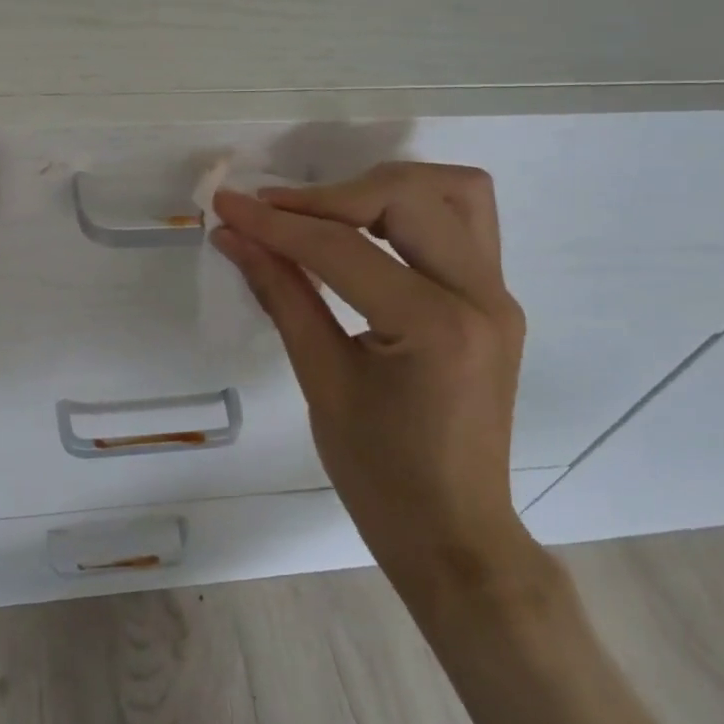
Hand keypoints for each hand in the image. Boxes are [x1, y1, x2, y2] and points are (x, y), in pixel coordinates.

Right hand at [211, 163, 536, 593]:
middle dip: (331, 195)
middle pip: (406, 196)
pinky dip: (412, 208)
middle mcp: (481, 296)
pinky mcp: (496, 300)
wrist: (455, 536)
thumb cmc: (380, 477)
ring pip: (454, 191)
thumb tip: (233, 236)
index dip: (275, 223)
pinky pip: (463, 221)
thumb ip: (281, 294)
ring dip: (385, 187)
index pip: (342, 248)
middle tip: (276, 214)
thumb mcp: (321, 381)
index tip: (225, 204)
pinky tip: (368, 232)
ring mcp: (498, 295)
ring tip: (329, 212)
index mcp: (435, 326)